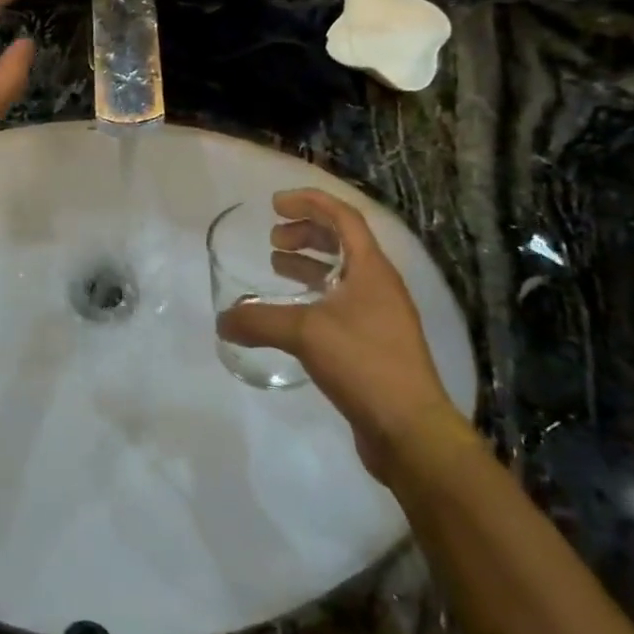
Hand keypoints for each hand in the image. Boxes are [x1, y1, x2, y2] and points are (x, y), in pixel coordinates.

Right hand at [217, 189, 470, 478]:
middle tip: (273, 237)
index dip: (310, 202)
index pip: (343, 217)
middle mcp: (380, 286)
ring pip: (342, 275)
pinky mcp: (374, 345)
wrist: (411, 431)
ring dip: (309, 263)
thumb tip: (223, 320)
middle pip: (343, 243)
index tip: (275, 203)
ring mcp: (380, 317)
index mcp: (372, 269)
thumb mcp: (306, 333)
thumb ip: (260, 321)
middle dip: (307, 232)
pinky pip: (340, 305)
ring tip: (277, 266)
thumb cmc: (364, 363)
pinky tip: (291, 315)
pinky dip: (314, 297)